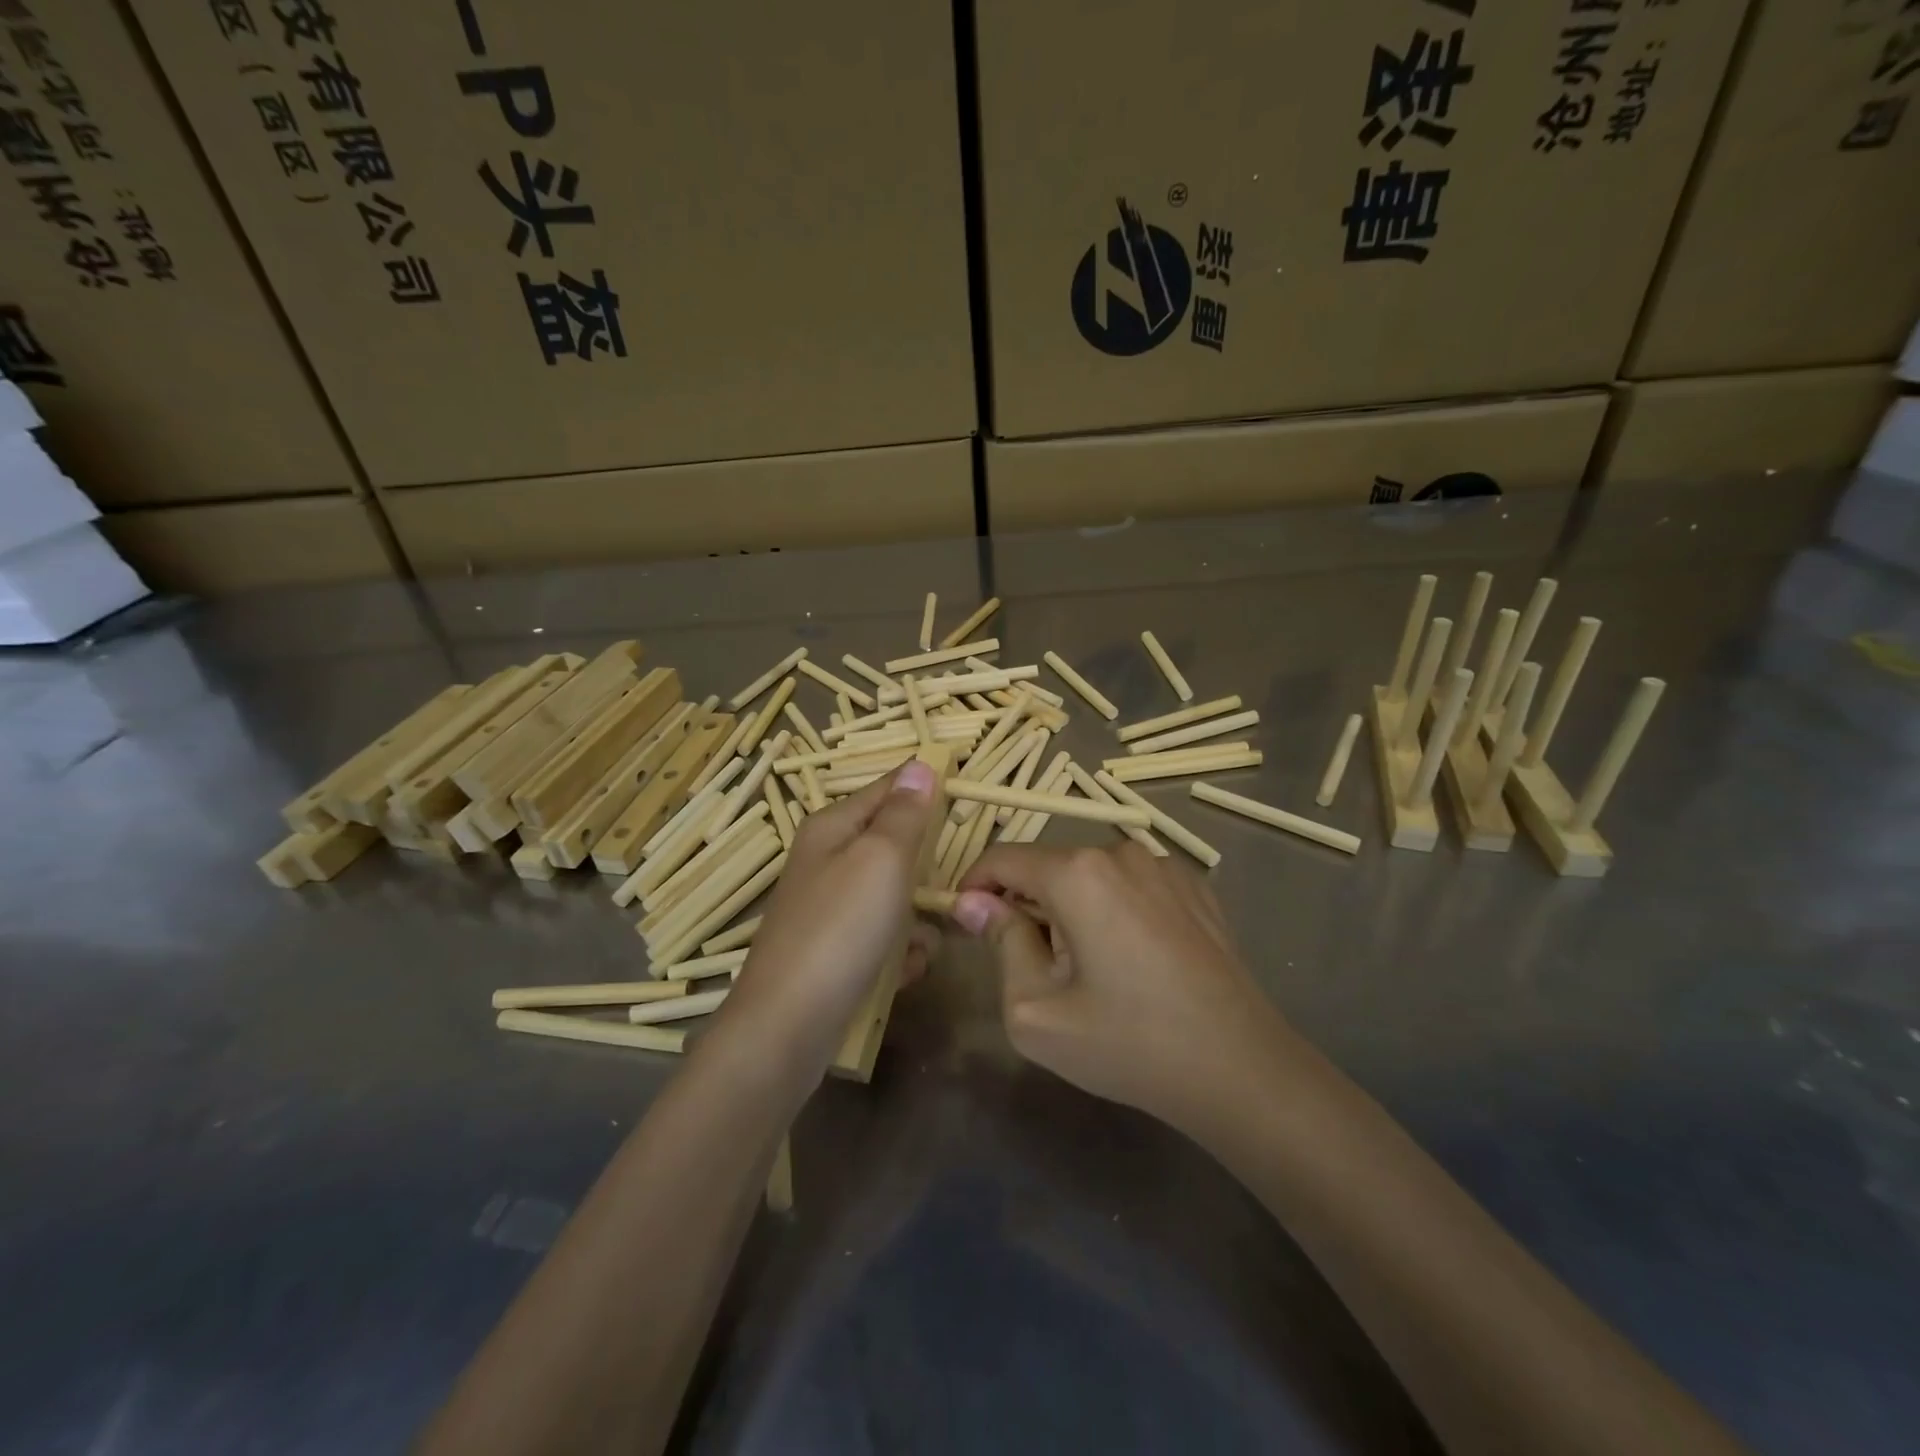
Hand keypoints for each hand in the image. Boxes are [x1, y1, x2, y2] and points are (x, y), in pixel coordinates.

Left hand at [719, 761, 940, 1073]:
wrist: (788, 1025)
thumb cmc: (840, 928)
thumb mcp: (881, 859)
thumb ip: (904, 814)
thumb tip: (920, 766)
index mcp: (833, 827)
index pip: (889, 788)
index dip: (926, 791)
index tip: (966, 804)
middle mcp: (828, 860)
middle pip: (894, 846)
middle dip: (926, 870)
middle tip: (947, 891)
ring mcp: (830, 908)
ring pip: (896, 897)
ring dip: (917, 920)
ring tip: (921, 943)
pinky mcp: (836, 951)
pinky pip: (883, 938)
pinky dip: (898, 953)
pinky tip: (902, 972)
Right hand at [954, 842, 1282, 1127]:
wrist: (1241, 1069)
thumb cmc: (1128, 1044)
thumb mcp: (1037, 1009)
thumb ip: (1000, 943)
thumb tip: (973, 902)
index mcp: (1078, 873)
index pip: (1003, 858)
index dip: (975, 885)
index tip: (965, 922)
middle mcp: (1121, 852)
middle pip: (1049, 866)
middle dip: (1027, 905)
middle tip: (1031, 965)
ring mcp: (1165, 866)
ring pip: (1092, 876)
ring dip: (1072, 908)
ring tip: (1087, 969)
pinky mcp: (1196, 887)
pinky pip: (1132, 886)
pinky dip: (1114, 909)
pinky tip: (1133, 961)